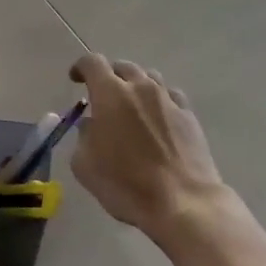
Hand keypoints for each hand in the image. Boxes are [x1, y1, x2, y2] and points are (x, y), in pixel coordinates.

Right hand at [69, 55, 228, 244]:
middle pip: (123, 67)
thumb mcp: (85, 165)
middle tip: (104, 96)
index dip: (81, 67)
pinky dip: (160, 100)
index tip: (76, 80)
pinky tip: (158, 117)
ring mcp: (168, 100)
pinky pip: (171, 95)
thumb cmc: (126, 184)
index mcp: (110, 94)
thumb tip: (92, 125)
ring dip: (136, 86)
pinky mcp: (189, 116)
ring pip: (149, 78)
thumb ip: (84, 136)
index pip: (92, 63)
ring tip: (132, 105)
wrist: (182, 202)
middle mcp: (140, 88)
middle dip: (110, 76)